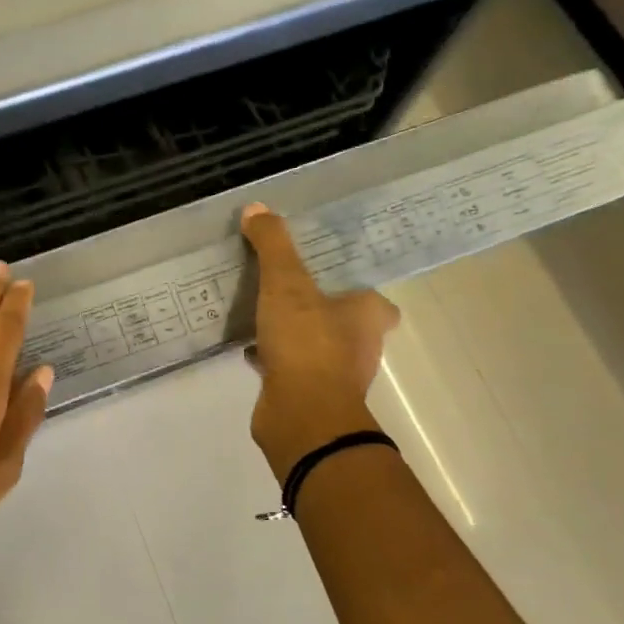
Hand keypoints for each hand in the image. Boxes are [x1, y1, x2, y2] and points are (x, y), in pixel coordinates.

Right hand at [241, 202, 400, 480]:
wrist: (301, 415)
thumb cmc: (307, 343)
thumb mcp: (286, 283)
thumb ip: (273, 245)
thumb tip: (256, 207)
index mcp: (368, 315)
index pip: (374, 300)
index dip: (356, 289)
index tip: (329, 278)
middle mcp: (360, 345)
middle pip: (344, 322)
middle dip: (321, 309)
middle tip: (288, 290)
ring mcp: (335, 375)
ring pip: (316, 346)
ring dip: (295, 334)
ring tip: (262, 314)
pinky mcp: (307, 395)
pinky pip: (290, 368)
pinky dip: (275, 358)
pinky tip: (249, 347)